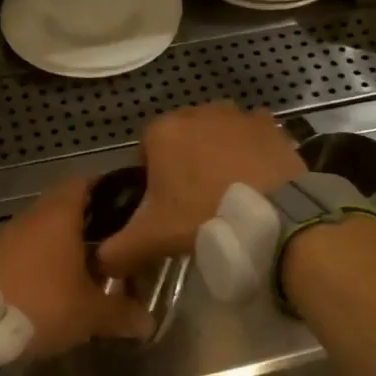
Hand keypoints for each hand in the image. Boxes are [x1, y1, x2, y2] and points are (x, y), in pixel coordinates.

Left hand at [0, 179, 150, 357]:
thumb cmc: (44, 304)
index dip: (107, 189)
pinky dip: (42, 262)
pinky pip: (25, 251)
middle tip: (115, 243)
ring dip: (64, 245)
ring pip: (43, 231)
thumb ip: (123, 313)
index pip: (85, 182)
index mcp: (59, 214)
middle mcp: (32, 216)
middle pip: (65, 207)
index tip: (128, 204)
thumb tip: (149, 323)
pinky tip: (55, 286)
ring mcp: (7, 237)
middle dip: (90, 224)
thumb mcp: (91, 313)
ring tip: (88, 269)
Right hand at [97, 103, 305, 277]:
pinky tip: (254, 180)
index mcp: (163, 131)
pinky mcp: (271, 126)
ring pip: (217, 134)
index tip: (164, 204)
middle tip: (194, 200)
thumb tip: (101, 262)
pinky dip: (249, 152)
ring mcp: (238, 115)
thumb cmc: (203, 216)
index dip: (152, 177)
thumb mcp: (151, 239)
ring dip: (217, 154)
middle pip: (182, 138)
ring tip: (226, 191)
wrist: (274, 216)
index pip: (146, 149)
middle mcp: (198, 112)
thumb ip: (117, 250)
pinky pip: (251, 136)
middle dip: (184, 162)